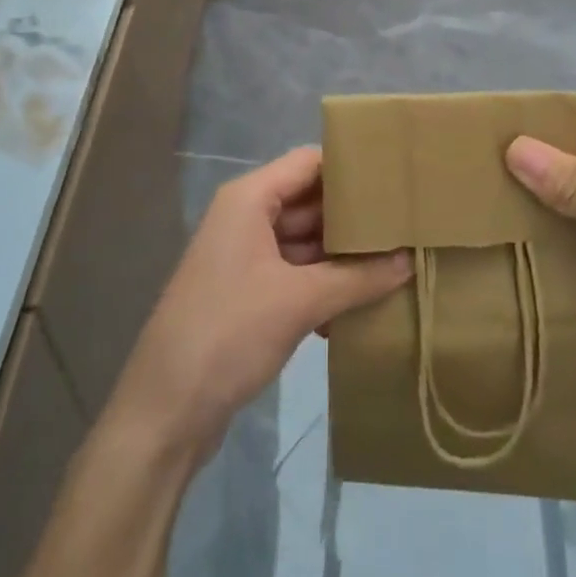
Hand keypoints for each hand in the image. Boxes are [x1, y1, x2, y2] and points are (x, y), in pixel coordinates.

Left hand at [108, 146, 411, 460]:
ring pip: (304, 240)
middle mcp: (245, 217)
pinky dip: (324, 284)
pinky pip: (295, 274)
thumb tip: (410, 261)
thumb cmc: (228, 334)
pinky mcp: (247, 293)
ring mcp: (244, 257)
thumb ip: (357, 278)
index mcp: (249, 199)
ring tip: (395, 261)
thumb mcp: (299, 302)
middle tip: (405, 224)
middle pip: (309, 201)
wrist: (164, 413)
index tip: (395, 178)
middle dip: (353, 216)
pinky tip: (361, 306)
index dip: (351, 166)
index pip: (309, 162)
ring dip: (342, 255)